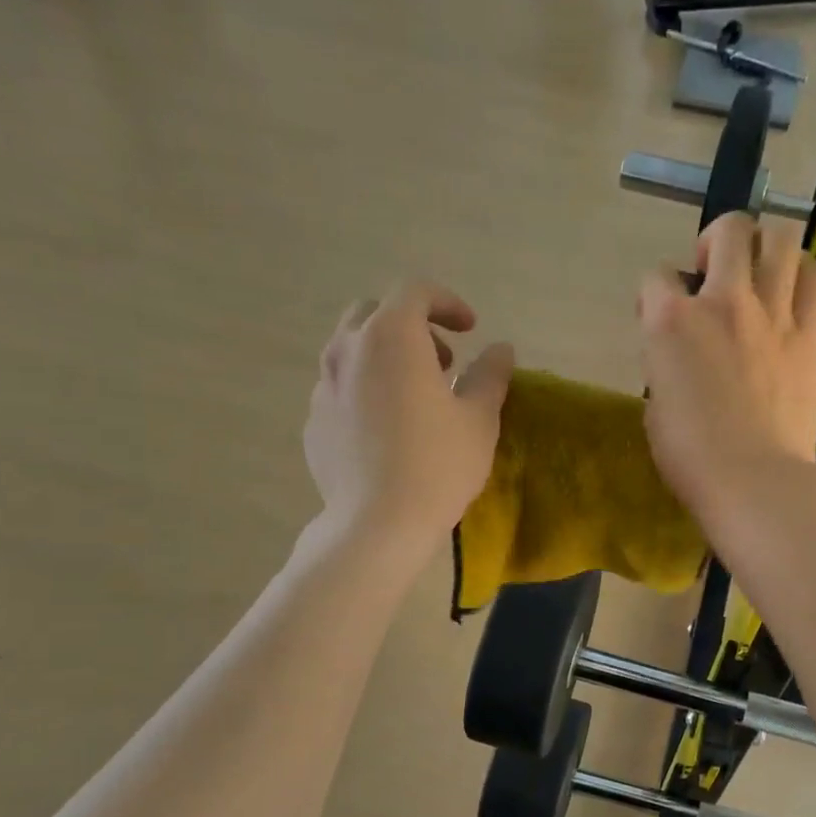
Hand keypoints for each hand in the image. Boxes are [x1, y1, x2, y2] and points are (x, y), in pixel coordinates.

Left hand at [304, 284, 513, 553]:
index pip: (415, 292)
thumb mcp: (479, 418)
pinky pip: (341, 389)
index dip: (447, 303)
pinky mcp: (315, 422)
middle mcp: (348, 351)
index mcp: (391, 337)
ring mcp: (323, 387)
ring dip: (386, 357)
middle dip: (412, 326)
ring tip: (416, 395)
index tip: (471, 330)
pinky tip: (389, 429)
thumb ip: (490, 374)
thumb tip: (501, 350)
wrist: (377, 524)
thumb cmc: (438, 464)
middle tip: (443, 360)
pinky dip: (367, 391)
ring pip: (352, 350)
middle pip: (374, 313)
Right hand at [638, 214, 815, 531]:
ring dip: (766, 246)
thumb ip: (666, 365)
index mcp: (672, 322)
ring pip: (781, 239)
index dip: (654, 294)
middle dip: (716, 240)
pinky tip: (794, 293)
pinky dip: (805, 275)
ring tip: (759, 272)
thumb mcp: (656, 406)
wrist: (755, 480)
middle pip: (729, 230)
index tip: (658, 317)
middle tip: (713, 272)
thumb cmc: (691, 457)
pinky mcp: (809, 334)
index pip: (655, 277)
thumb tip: (681, 355)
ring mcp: (773, 314)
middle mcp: (723, 302)